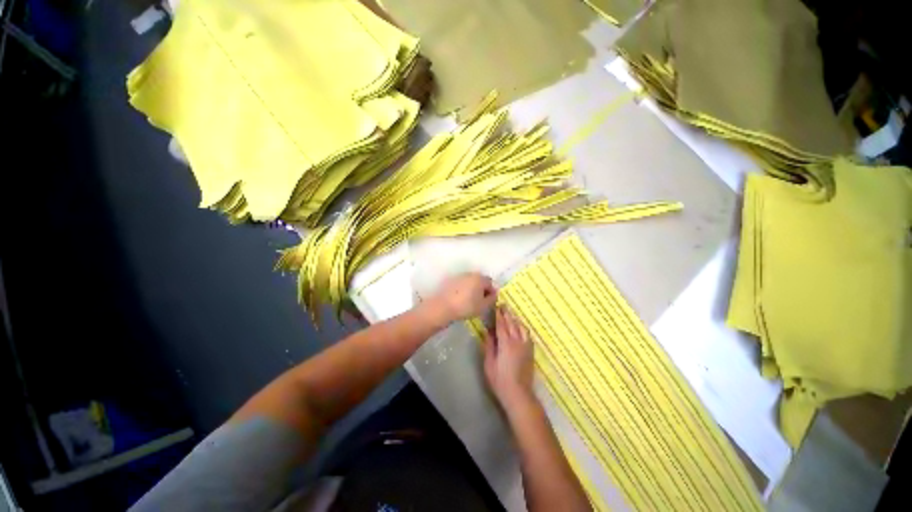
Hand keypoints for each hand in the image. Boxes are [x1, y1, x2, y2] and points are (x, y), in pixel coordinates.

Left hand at [426, 273, 497, 322]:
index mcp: (480, 278)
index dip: (492, 292)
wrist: (443, 307)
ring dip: (472, 289)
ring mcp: (459, 276)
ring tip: (470, 301)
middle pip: (480, 280)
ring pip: (470, 282)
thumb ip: (492, 299)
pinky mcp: (450, 281)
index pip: (490, 283)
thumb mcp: (483, 306)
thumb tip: (493, 295)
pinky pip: (461, 284)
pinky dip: (463, 290)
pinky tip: (461, 299)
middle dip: (482, 289)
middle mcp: (470, 274)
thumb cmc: (466, 307)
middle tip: (481, 301)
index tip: (490, 302)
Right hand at [484, 306, 535, 410]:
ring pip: (521, 327)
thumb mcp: (489, 363)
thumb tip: (488, 331)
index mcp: (505, 343)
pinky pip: (527, 334)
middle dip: (507, 313)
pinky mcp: (531, 351)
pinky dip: (522, 327)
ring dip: (515, 319)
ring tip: (511, 313)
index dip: (498, 315)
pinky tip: (520, 327)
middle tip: (503, 304)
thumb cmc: (500, 380)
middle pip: (512, 323)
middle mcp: (517, 341)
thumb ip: (489, 345)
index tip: (496, 306)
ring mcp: (526, 346)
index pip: (501, 325)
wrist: (519, 394)